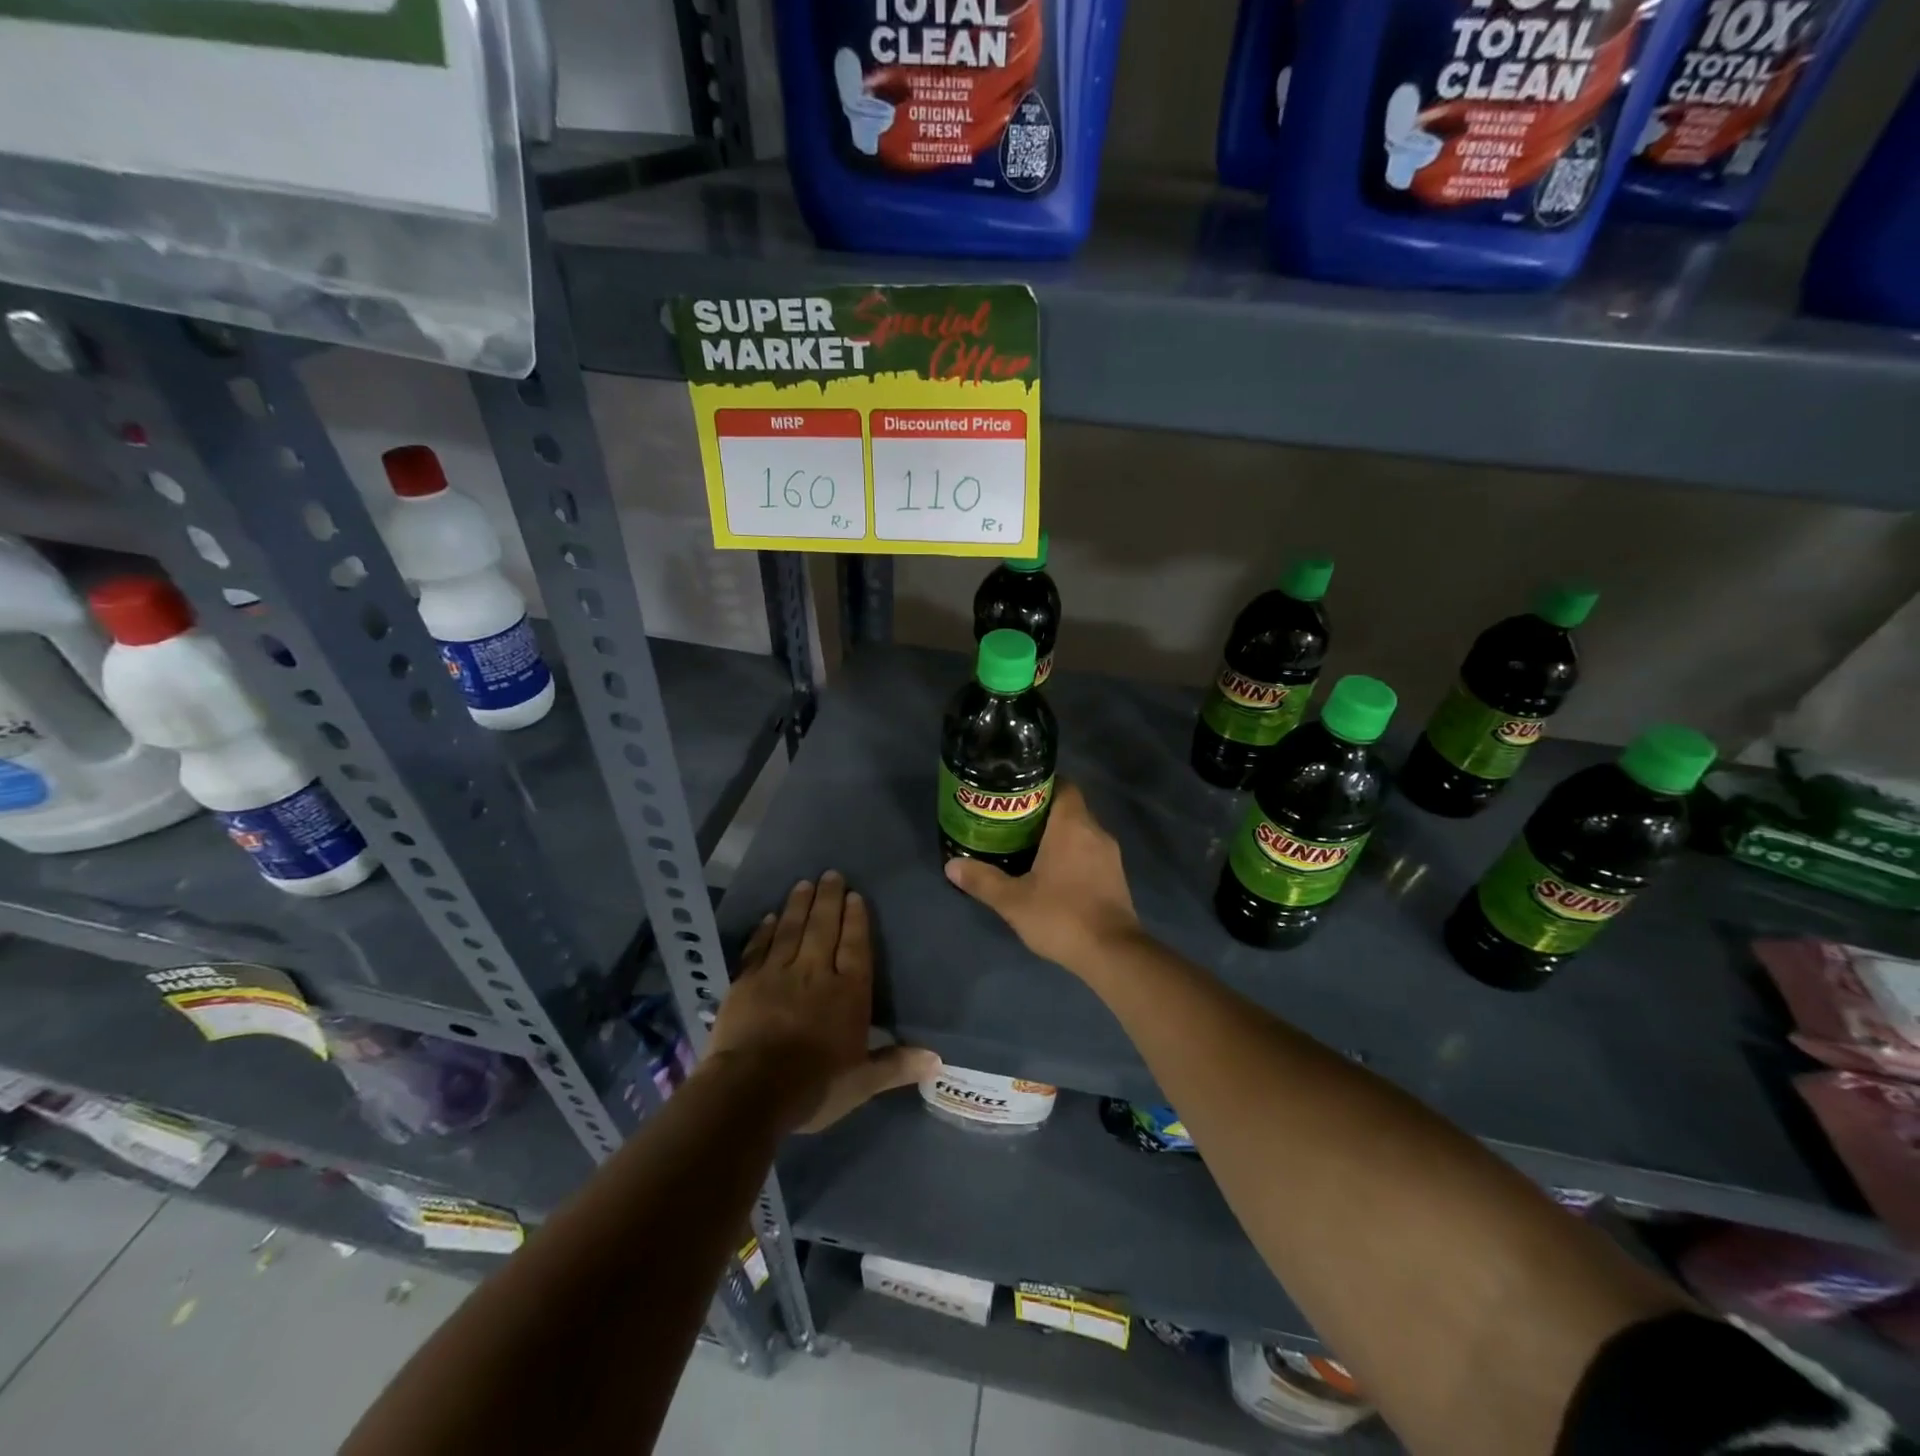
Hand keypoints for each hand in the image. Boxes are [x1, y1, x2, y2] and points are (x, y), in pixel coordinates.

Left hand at [705, 871, 937, 1132]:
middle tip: (831, 874)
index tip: (855, 895)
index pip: (855, 947)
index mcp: (848, 993)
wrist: (752, 1090)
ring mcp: (778, 974)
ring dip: (799, 905)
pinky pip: (759, 948)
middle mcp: (815, 973)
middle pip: (824, 928)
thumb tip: (939, 1060)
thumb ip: (896, 1065)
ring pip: (791, 930)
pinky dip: (765, 931)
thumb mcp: (862, 1082)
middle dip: (829, 899)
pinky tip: (769, 917)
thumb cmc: (815, 1086)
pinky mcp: (746, 982)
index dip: (856, 920)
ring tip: (804, 883)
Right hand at [943, 781, 1142, 972]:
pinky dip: (1073, 855)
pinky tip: (1053, 874)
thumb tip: (951, 865)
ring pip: (1081, 832)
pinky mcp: (1116, 877)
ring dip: (1058, 836)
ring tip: (1027, 848)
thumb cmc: (1061, 916)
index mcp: (1072, 825)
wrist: (1113, 954)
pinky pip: (1091, 853)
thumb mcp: (1013, 900)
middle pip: (1069, 808)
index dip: (1040, 785)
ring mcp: (1110, 855)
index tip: (1016, 795)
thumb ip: (982, 880)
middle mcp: (1096, 832)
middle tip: (1012, 823)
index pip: (1063, 785)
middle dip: (1043, 812)